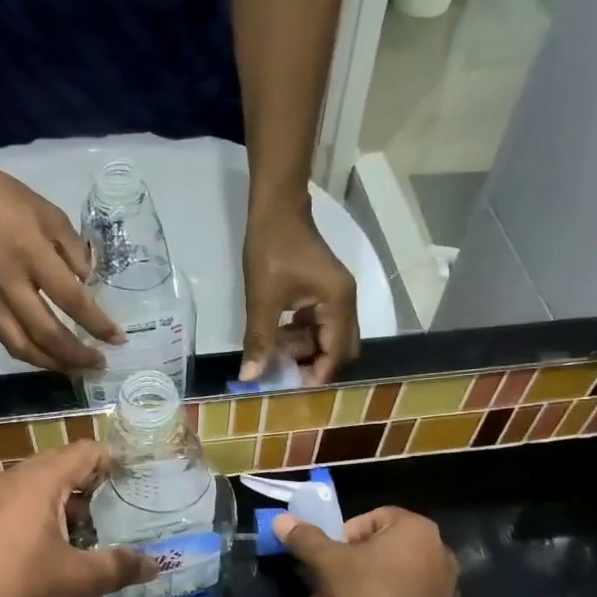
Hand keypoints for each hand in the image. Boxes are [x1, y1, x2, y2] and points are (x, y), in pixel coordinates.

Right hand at [0, 160, 123, 372]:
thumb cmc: (5, 198)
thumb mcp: (49, 213)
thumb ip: (73, 250)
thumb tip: (87, 285)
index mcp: (31, 253)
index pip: (71, 299)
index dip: (97, 324)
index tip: (117, 339)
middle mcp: (8, 282)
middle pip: (46, 333)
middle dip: (76, 355)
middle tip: (99, 364)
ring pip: (21, 345)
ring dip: (51, 363)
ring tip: (74, 370)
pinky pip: (3, 338)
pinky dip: (28, 352)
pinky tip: (46, 355)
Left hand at [0, 440, 155, 596]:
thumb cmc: (18, 593)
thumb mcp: (78, 582)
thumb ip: (120, 567)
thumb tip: (157, 564)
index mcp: (37, 481)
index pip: (85, 452)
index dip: (116, 462)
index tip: (140, 479)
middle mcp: (9, 480)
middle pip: (59, 466)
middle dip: (92, 485)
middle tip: (122, 508)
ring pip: (35, 488)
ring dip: (64, 504)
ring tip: (92, 532)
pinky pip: (15, 506)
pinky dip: (39, 516)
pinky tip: (52, 550)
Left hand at [240, 205, 359, 385]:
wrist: (276, 208)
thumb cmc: (272, 250)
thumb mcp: (262, 299)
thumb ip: (259, 340)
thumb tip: (250, 377)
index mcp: (339, 303)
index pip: (337, 352)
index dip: (317, 373)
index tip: (292, 388)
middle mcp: (346, 302)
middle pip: (339, 347)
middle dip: (313, 363)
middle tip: (284, 374)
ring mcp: (336, 296)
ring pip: (327, 336)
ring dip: (304, 348)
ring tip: (273, 354)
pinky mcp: (322, 292)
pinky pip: (318, 323)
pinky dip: (300, 334)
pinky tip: (276, 337)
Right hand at [272, 507, 457, 596]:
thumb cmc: (371, 595)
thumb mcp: (329, 563)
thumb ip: (306, 540)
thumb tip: (281, 520)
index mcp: (413, 529)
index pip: (371, 518)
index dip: (342, 535)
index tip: (326, 556)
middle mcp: (433, 550)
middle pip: (375, 551)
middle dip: (341, 568)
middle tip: (318, 586)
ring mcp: (437, 584)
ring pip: (383, 578)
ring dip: (350, 590)